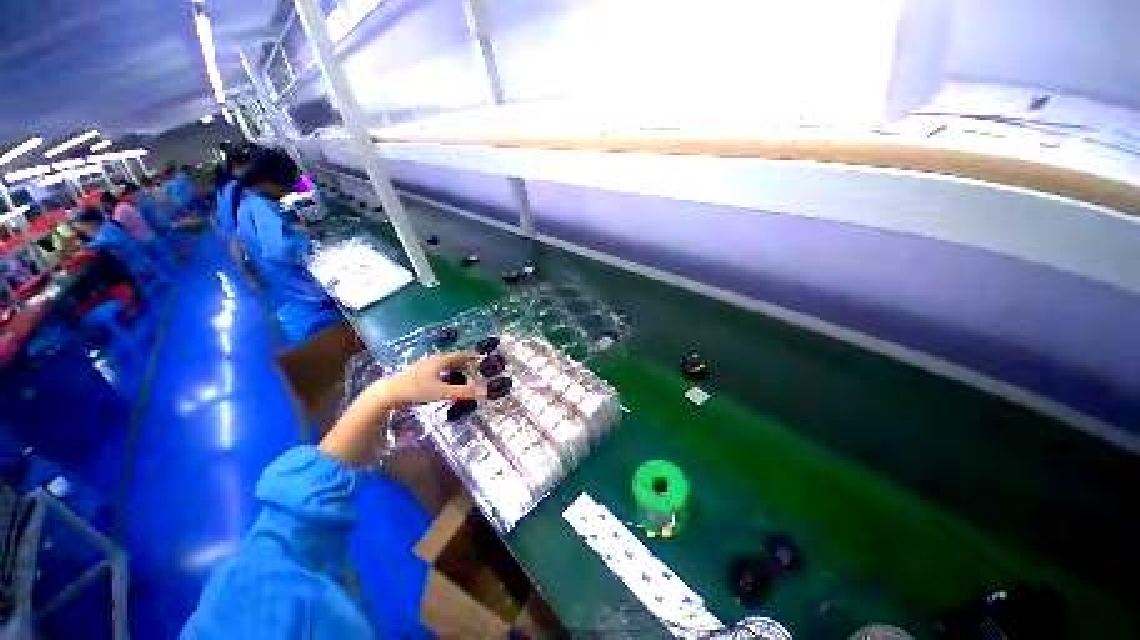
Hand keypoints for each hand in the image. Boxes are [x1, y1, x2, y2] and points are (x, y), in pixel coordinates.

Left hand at [319, 353, 482, 465]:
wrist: (387, 394)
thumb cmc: (416, 390)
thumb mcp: (442, 392)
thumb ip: (464, 392)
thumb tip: (485, 392)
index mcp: (439, 362)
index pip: (458, 356)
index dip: (469, 357)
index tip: (479, 357)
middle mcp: (430, 362)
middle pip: (449, 359)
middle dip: (461, 361)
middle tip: (472, 364)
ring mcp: (420, 368)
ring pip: (440, 365)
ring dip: (451, 367)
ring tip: (458, 372)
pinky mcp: (413, 376)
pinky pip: (432, 371)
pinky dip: (441, 373)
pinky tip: (439, 380)